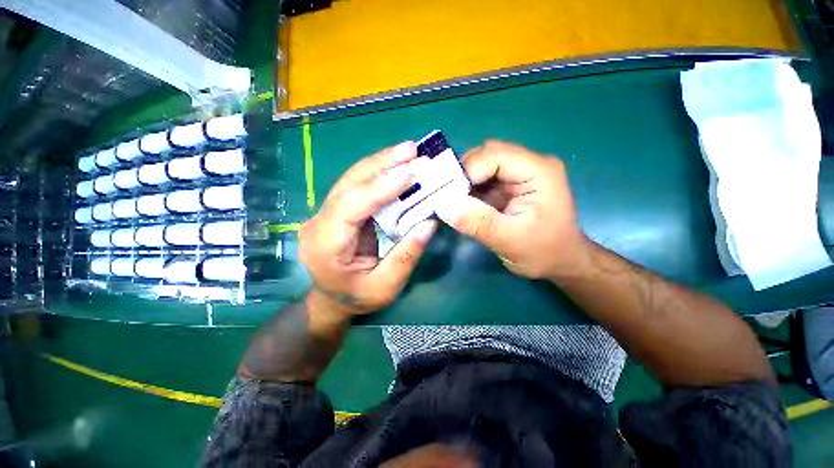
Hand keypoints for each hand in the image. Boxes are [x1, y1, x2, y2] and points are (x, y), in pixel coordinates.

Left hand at [299, 141, 436, 315]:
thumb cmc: (357, 298)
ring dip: (381, 163)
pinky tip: (395, 165)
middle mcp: (319, 223)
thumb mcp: (386, 287)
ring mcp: (324, 213)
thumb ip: (406, 255)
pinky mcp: (335, 210)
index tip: (409, 172)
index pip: (350, 207)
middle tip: (412, 150)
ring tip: (407, 151)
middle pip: (348, 185)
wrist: (331, 300)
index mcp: (326, 246)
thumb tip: (429, 223)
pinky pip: (356, 186)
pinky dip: (378, 172)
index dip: (379, 187)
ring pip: (351, 179)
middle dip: (381, 164)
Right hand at [436, 140, 587, 278]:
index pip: (495, 155)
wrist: (560, 262)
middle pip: (486, 156)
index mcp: (539, 171)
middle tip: (447, 199)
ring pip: (480, 167)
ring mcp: (518, 174)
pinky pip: (481, 181)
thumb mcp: (511, 241)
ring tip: (452, 204)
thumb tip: (443, 206)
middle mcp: (529, 165)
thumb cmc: (544, 252)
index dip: (467, 171)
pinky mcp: (508, 186)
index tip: (448, 195)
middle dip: (462, 176)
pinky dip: (468, 191)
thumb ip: (479, 223)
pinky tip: (462, 206)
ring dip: (463, 184)